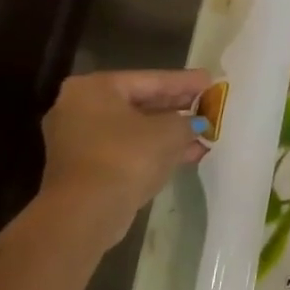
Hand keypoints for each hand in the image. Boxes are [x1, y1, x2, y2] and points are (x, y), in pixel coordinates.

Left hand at [40, 69, 209, 239]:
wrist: (88, 210)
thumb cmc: (128, 156)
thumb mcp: (171, 131)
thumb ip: (189, 120)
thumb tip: (197, 122)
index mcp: (94, 88)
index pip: (151, 79)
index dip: (185, 81)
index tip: (211, 81)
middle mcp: (79, 107)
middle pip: (140, 102)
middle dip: (177, 106)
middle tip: (209, 104)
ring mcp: (78, 139)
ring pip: (135, 128)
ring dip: (169, 131)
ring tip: (205, 131)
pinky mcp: (84, 166)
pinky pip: (127, 148)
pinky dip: (154, 148)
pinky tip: (187, 153)